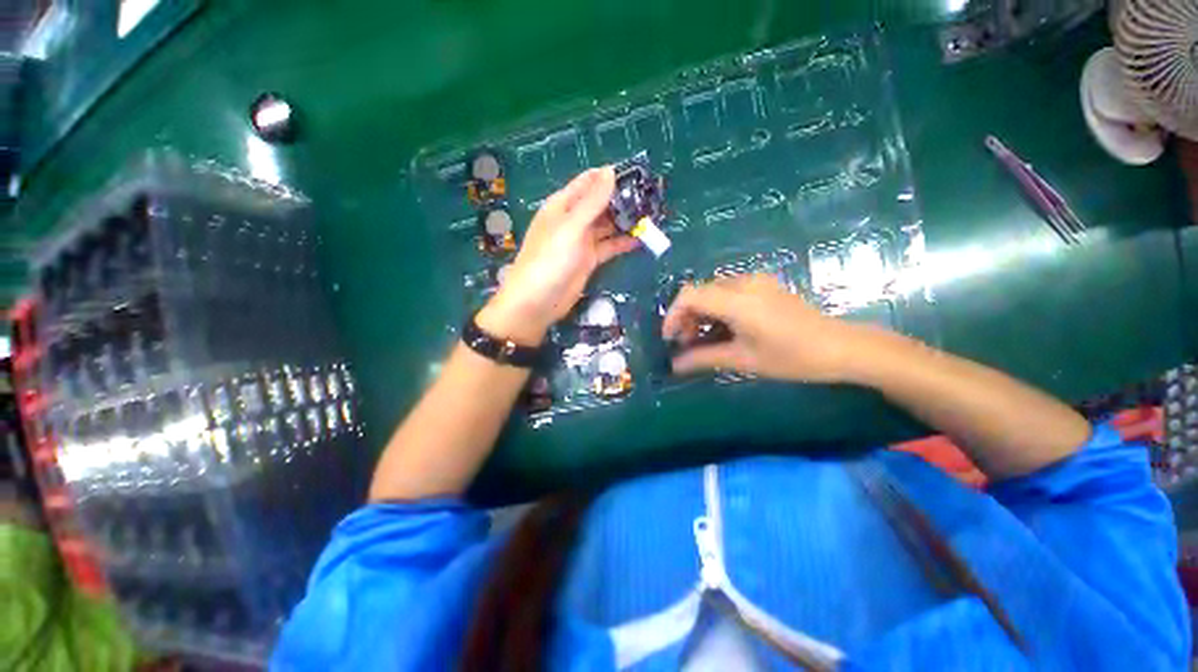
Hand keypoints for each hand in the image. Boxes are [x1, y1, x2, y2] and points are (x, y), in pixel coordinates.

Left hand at [478, 167, 638, 344]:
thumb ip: (592, 201)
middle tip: (651, 197)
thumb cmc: (550, 259)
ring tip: (651, 216)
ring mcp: (582, 241)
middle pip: (600, 204)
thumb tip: (610, 171)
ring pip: (607, 226)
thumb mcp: (571, 226)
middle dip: (622, 200)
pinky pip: (609, 247)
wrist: (537, 301)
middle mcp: (573, 220)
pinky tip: (641, 239)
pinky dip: (623, 243)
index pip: (589, 183)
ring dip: (625, 222)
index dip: (610, 176)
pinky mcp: (589, 260)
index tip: (638, 174)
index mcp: (563, 205)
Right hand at [661, 274, 882, 382]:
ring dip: (701, 313)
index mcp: (737, 301)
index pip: (689, 296)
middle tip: (686, 343)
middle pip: (699, 292)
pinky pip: (728, 291)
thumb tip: (674, 365)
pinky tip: (723, 329)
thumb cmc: (792, 357)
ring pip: (712, 291)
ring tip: (703, 339)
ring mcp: (755, 281)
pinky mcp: (763, 285)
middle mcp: (743, 283)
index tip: (670, 339)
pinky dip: (716, 308)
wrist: (841, 347)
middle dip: (686, 317)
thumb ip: (703, 359)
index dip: (673, 315)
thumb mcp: (743, 360)